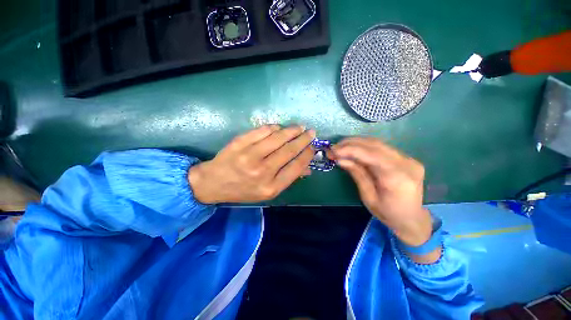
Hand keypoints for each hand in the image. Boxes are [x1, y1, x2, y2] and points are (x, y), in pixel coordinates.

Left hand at [188, 125, 314, 203]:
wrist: (214, 184)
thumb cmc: (243, 190)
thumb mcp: (267, 191)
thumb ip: (288, 179)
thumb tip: (308, 168)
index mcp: (271, 187)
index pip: (296, 167)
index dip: (307, 155)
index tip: (313, 147)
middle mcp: (262, 172)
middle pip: (289, 151)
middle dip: (303, 139)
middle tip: (311, 132)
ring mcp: (249, 156)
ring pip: (277, 138)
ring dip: (291, 130)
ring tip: (299, 127)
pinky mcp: (239, 143)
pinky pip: (261, 131)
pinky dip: (273, 128)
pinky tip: (279, 128)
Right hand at [329, 137, 432, 248]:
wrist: (412, 218)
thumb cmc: (388, 213)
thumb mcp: (368, 197)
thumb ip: (356, 174)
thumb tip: (340, 159)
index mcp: (397, 178)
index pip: (371, 155)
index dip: (349, 150)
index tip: (332, 150)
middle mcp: (406, 164)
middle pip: (374, 145)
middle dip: (350, 144)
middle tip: (333, 148)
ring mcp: (408, 159)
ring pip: (378, 143)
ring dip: (356, 143)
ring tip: (340, 147)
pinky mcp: (406, 158)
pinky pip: (381, 148)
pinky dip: (364, 146)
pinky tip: (353, 149)